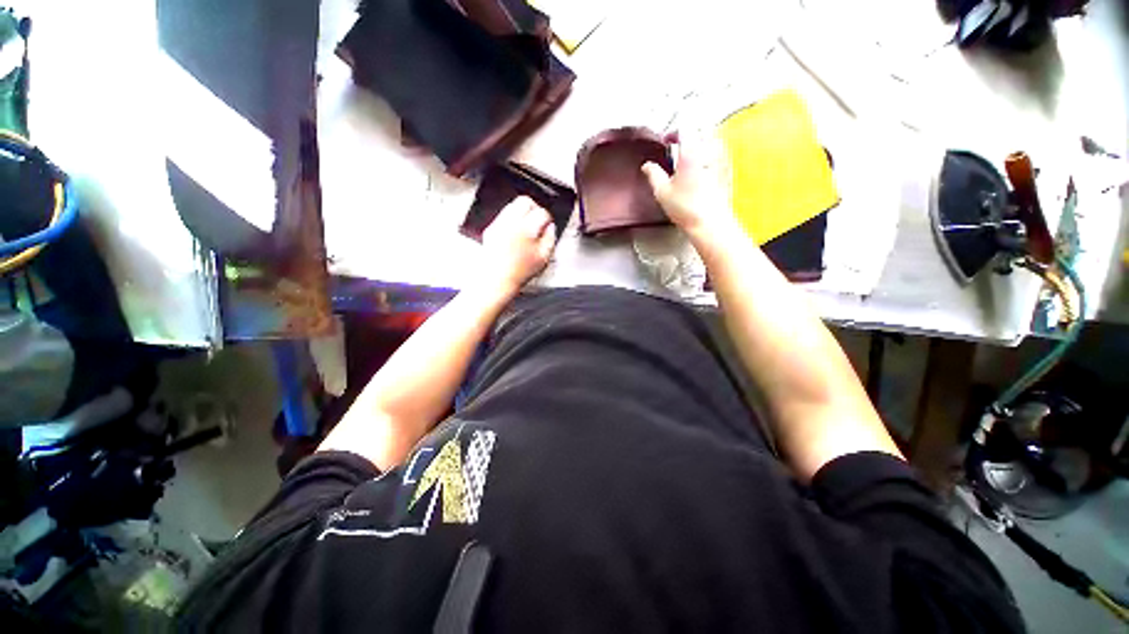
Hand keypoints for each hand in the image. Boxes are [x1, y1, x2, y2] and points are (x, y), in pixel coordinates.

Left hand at [480, 196, 556, 293]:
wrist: (498, 279)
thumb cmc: (520, 272)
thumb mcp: (543, 258)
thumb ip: (550, 239)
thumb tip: (551, 227)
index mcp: (527, 229)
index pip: (541, 212)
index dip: (547, 218)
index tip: (548, 224)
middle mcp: (511, 223)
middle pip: (525, 201)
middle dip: (534, 208)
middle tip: (538, 218)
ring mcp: (499, 224)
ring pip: (512, 205)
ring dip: (522, 212)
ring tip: (527, 225)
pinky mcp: (491, 229)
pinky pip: (503, 216)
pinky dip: (511, 220)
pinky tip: (515, 232)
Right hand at [641, 133, 738, 245]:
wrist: (709, 222)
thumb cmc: (686, 208)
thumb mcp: (662, 192)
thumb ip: (653, 174)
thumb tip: (647, 166)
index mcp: (691, 153)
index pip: (684, 128)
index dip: (673, 131)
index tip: (666, 140)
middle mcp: (708, 151)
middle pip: (701, 128)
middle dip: (689, 132)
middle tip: (678, 143)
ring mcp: (721, 158)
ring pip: (713, 137)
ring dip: (701, 140)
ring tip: (690, 153)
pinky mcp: (727, 168)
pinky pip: (720, 150)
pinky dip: (710, 151)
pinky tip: (702, 164)